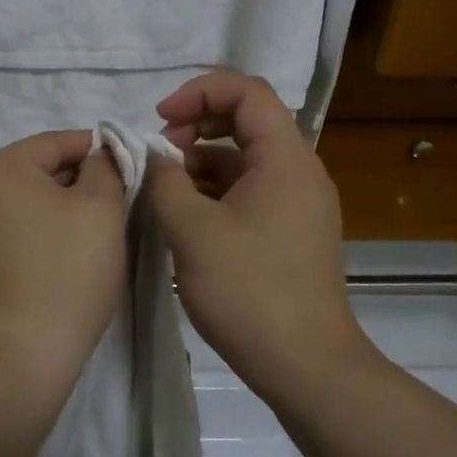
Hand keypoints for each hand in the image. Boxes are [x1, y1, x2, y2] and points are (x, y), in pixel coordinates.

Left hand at [0, 129, 126, 379]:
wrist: (14, 361)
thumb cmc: (64, 276)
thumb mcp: (101, 211)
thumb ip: (105, 168)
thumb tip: (99, 154)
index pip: (54, 143)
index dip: (94, 149)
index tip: (124, 162)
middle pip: (28, 174)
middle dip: (69, 184)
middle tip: (109, 205)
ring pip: (9, 207)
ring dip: (43, 212)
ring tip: (78, 238)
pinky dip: (20, 240)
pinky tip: (44, 263)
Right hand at [145, 72, 371, 391]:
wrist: (305, 364)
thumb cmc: (249, 291)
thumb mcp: (192, 231)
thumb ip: (164, 181)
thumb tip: (151, 155)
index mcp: (285, 158)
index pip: (247, 91)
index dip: (199, 92)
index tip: (160, 119)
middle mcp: (299, 171)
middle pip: (247, 121)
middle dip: (196, 126)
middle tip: (158, 154)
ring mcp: (298, 204)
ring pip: (245, 160)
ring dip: (202, 163)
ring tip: (164, 190)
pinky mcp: (291, 232)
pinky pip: (251, 191)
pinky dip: (216, 191)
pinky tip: (186, 217)